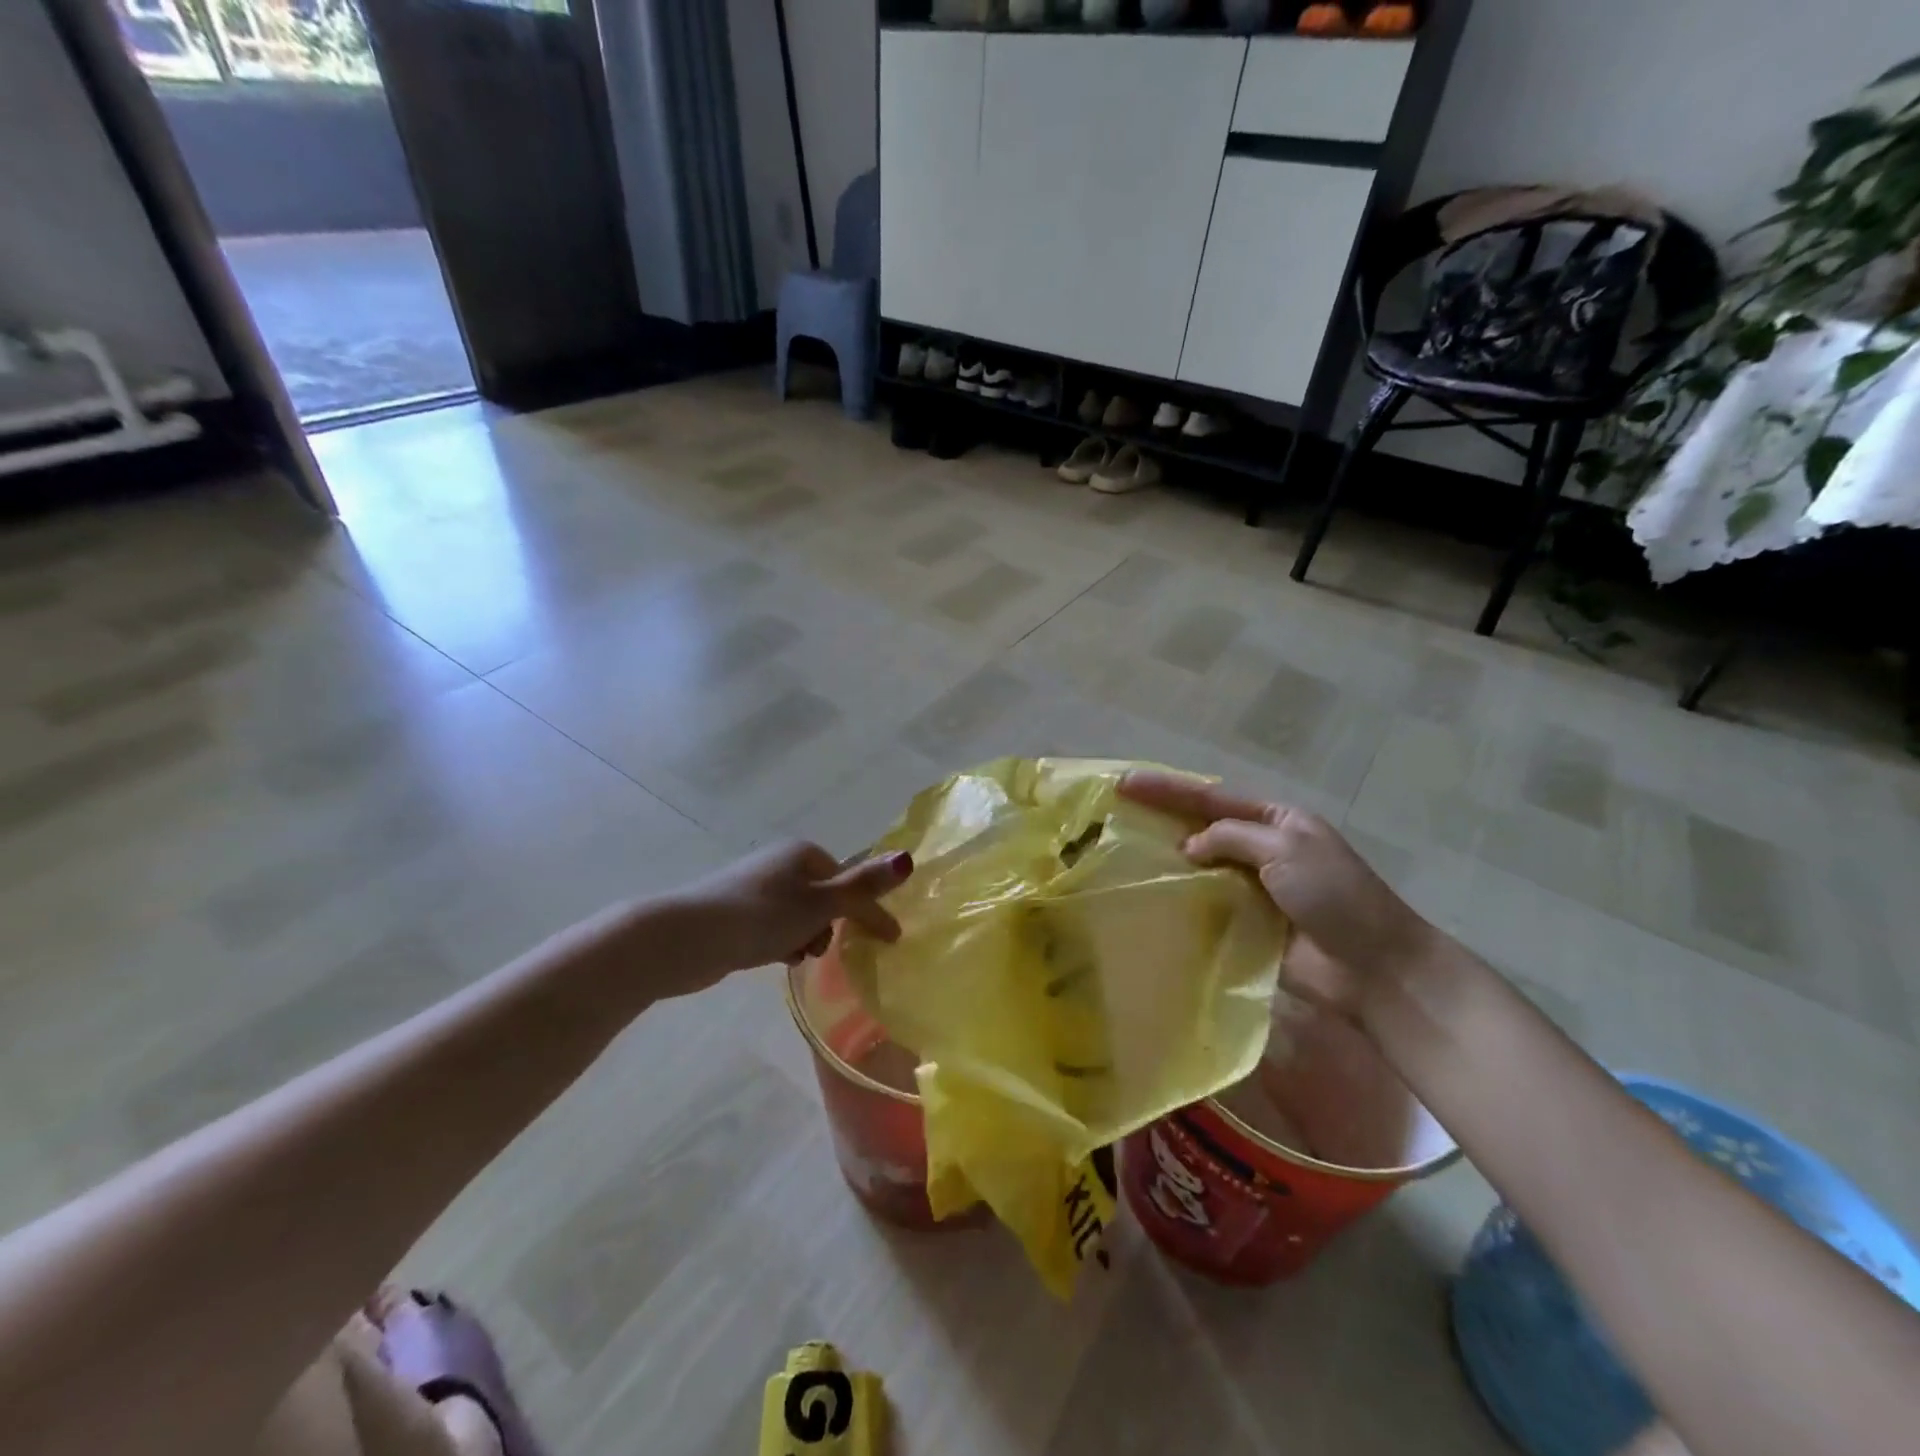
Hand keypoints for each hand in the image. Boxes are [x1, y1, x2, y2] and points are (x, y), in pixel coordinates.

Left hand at [666, 840, 913, 989]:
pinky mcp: (736, 911)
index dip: (867, 909)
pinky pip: (775, 926)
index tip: (889, 941)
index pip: (849, 879)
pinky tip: (776, 958)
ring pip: (800, 915)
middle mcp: (781, 862)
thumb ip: (864, 887)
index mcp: (804, 852)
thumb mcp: (821, 904)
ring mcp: (756, 887)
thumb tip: (907, 858)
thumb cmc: (762, 916)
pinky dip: (782, 942)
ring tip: (796, 956)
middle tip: (823, 949)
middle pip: (825, 897)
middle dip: (831, 925)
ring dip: (806, 937)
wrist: (687, 938)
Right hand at [1118, 770, 1438, 1018]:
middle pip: (1201, 827)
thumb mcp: (1286, 849)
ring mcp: (1253, 888)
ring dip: (1165, 860)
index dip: (1166, 789)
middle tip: (1114, 813)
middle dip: (1160, 818)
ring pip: (1199, 866)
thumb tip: (1188, 846)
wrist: (1374, 968)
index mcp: (1276, 820)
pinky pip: (1206, 904)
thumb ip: (1231, 837)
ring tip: (1120, 854)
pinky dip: (1180, 899)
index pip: (1211, 798)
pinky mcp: (1247, 924)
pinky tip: (1150, 898)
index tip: (1124, 784)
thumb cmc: (1335, 896)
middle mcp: (1261, 848)